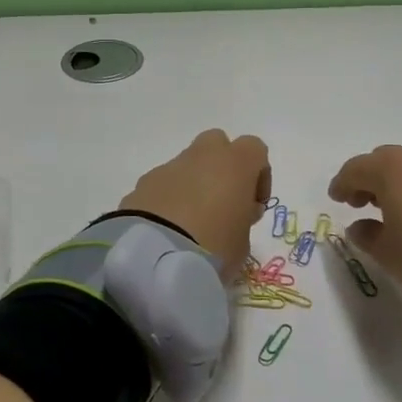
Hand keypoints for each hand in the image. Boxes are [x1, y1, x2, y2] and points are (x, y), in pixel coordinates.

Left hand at [121, 130, 271, 271]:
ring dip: (193, 185)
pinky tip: (168, 228)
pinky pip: (164, 184)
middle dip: (222, 168)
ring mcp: (169, 167)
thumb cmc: (213, 247)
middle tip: (223, 204)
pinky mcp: (143, 184)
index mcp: (234, 163)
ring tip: (191, 224)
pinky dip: (169, 199)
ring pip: (187, 165)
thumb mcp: (243, 242)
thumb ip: (243, 219)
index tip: (253, 205)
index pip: (255, 149)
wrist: (156, 257)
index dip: (258, 175)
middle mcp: (201, 156)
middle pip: (217, 144)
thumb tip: (235, 213)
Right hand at [328, 146, 401, 290]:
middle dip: (369, 179)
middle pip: (383, 161)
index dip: (341, 184)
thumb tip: (359, 227)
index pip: (355, 169)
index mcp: (389, 169)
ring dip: (400, 181)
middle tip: (363, 202)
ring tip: (398, 207)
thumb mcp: (388, 251)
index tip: (336, 198)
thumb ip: (367, 235)